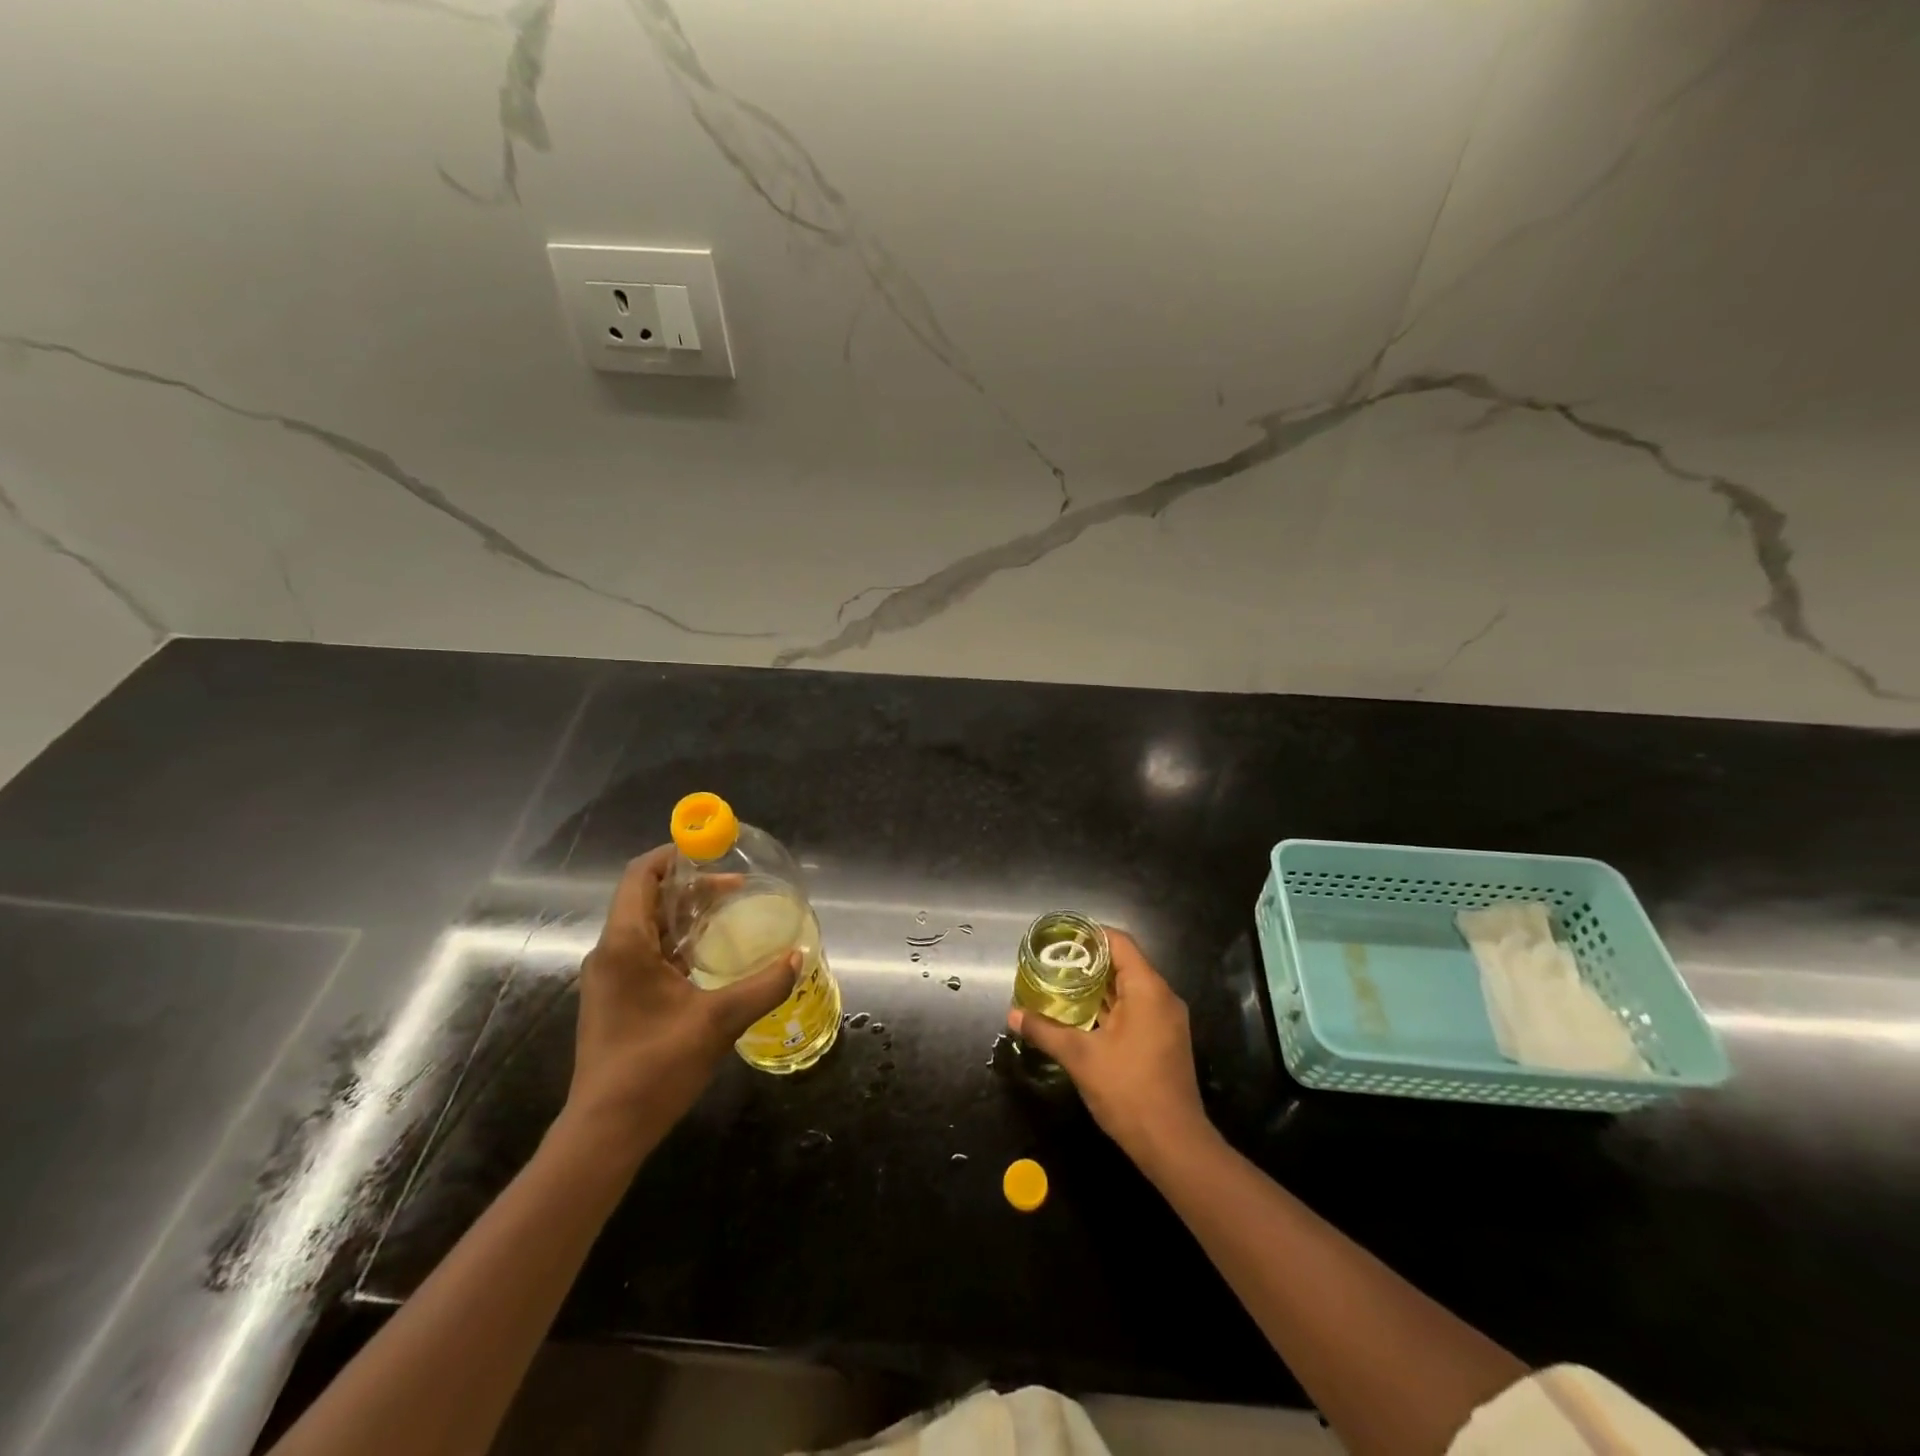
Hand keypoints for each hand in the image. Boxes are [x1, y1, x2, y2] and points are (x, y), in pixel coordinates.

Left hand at [564, 847, 798, 1147]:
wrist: (605, 1131)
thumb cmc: (655, 1066)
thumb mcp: (719, 1021)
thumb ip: (764, 985)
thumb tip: (799, 956)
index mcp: (625, 945)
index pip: (641, 876)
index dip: (674, 856)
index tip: (712, 852)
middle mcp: (610, 953)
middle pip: (647, 898)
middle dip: (690, 887)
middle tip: (736, 888)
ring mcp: (610, 978)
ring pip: (646, 927)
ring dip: (685, 916)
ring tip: (729, 915)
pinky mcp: (615, 999)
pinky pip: (645, 952)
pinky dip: (677, 942)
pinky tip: (709, 957)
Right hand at [1007, 929, 1212, 1166]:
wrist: (1174, 1145)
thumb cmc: (1128, 1090)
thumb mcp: (1080, 1057)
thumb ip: (1045, 1030)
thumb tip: (1013, 1014)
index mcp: (1147, 989)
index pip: (1119, 942)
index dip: (1089, 935)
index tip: (1060, 940)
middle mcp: (1162, 998)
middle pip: (1123, 964)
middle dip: (1087, 963)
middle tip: (1052, 964)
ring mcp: (1166, 1021)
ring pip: (1129, 990)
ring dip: (1097, 988)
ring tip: (1060, 987)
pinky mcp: (1164, 1041)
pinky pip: (1135, 1010)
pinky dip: (1109, 1008)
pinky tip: (1081, 1018)